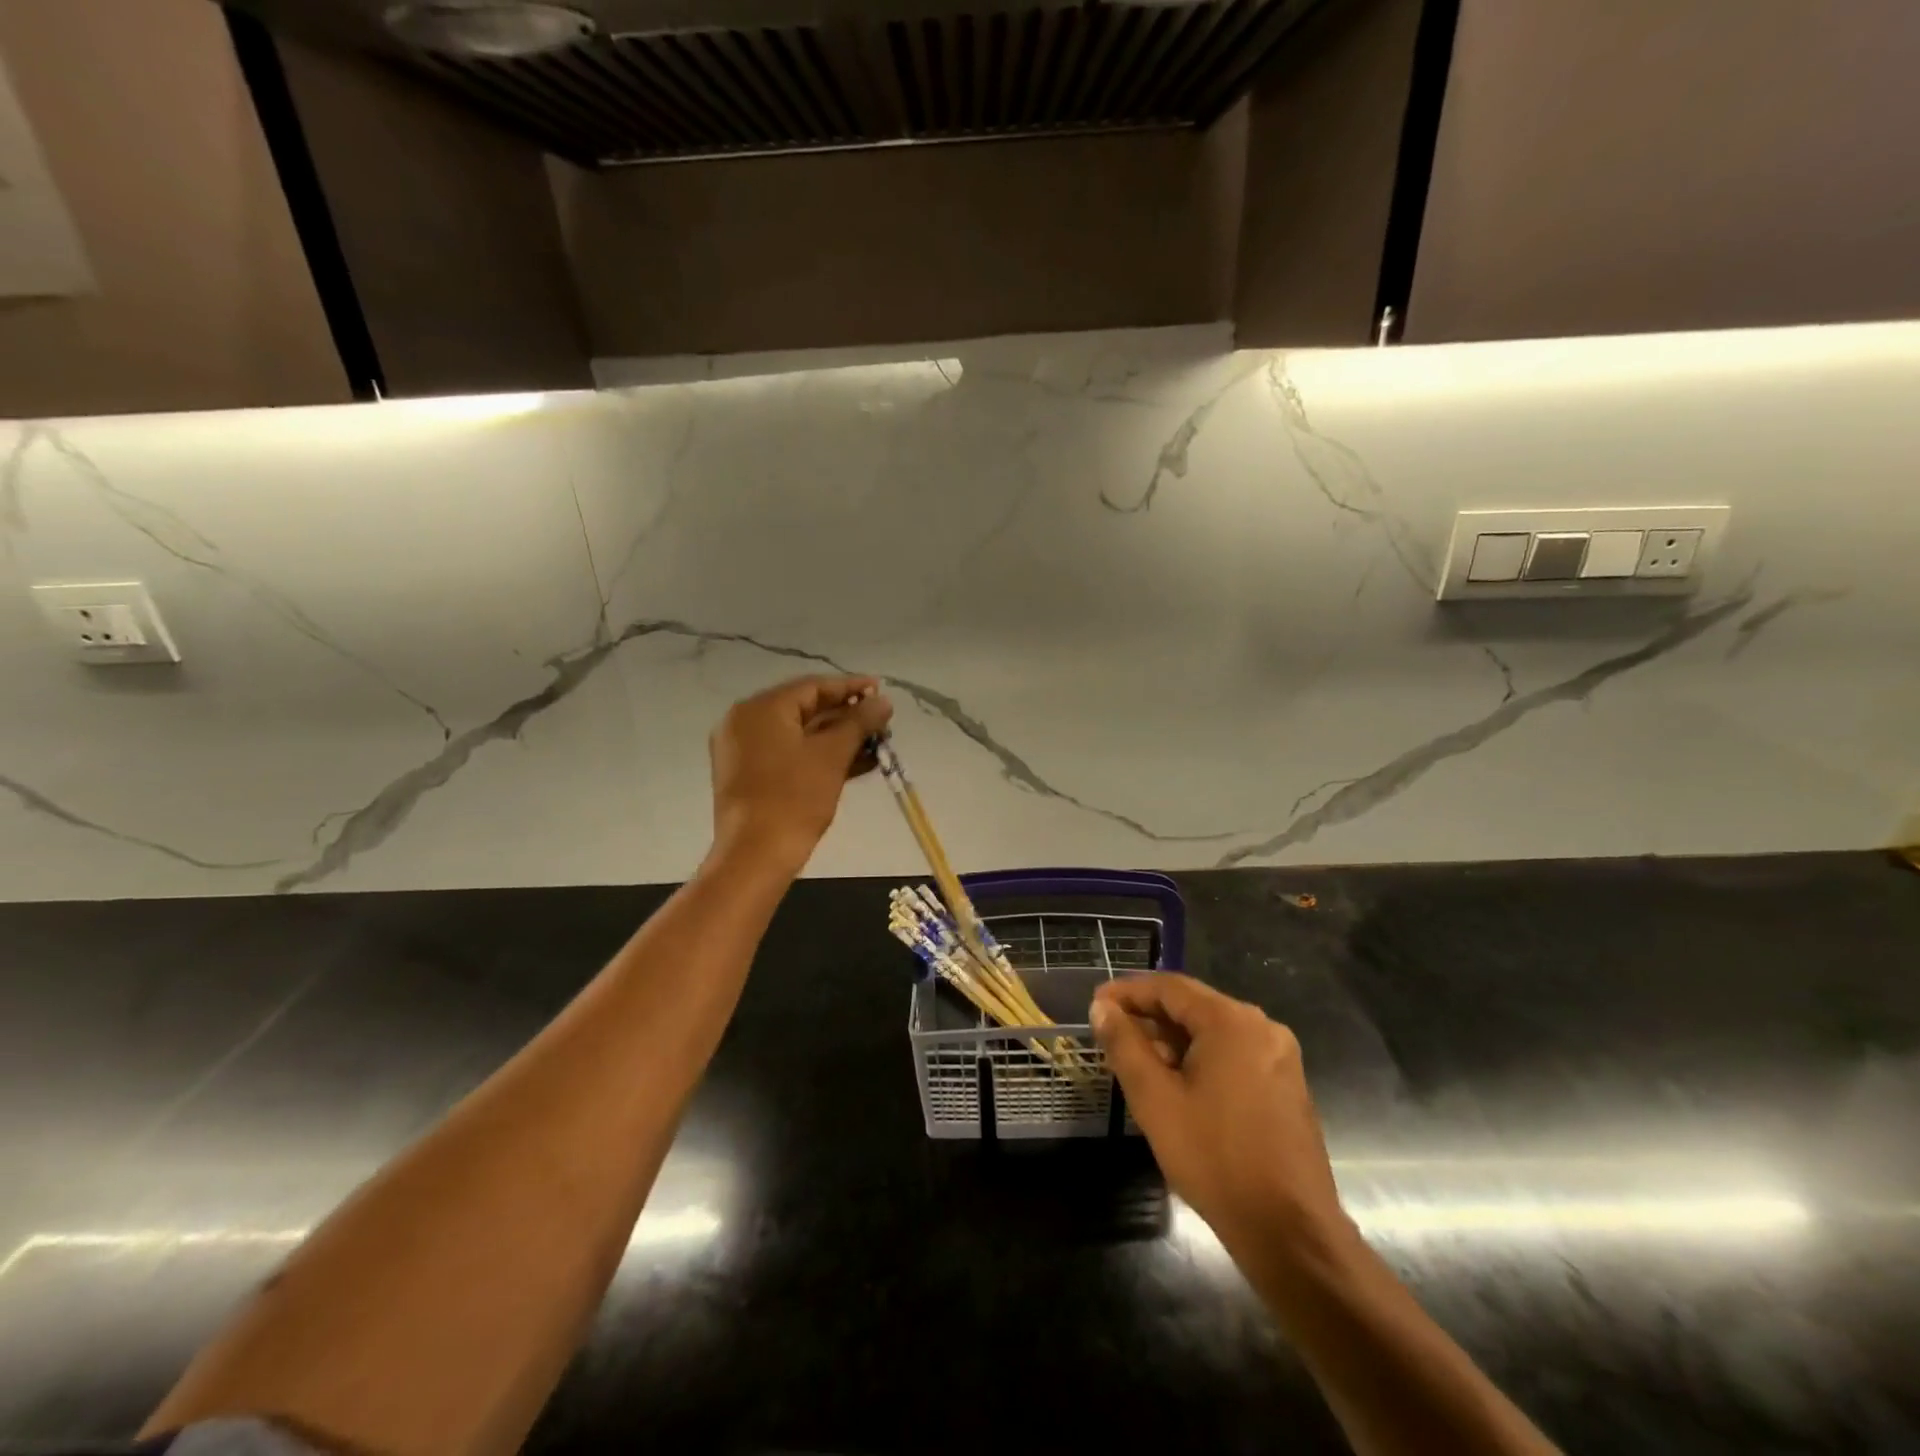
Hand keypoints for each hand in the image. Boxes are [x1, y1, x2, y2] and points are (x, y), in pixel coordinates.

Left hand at [709, 674, 893, 872]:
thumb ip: (859, 722)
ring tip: (876, 744)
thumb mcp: (832, 755)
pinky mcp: (750, 776)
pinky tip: (856, 763)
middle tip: (881, 721)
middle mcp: (746, 722)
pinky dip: (819, 756)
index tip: (880, 689)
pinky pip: (789, 754)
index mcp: (760, 709)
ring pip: (799, 734)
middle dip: (847, 715)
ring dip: (838, 738)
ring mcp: (744, 751)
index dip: (850, 687)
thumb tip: (883, 701)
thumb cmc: (794, 798)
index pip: (812, 687)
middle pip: (805, 709)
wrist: (756, 856)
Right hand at [1091, 974, 1352, 1260]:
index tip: (1095, 1004)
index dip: (1127, 992)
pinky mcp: (1286, 1087)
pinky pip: (1233, 1055)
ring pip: (1213, 1032)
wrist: (1290, 1233)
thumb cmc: (1215, 1158)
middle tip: (1110, 1034)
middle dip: (1149, 1017)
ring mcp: (1280, 1058)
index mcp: (1231, 1021)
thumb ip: (1125, 1045)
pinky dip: (1200, 1059)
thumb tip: (1102, 1008)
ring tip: (1136, 1061)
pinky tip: (1176, 1085)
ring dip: (1172, 1040)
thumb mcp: (1155, 1099)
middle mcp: (1261, 1027)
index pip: (1169, 987)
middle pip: (1193, 1006)